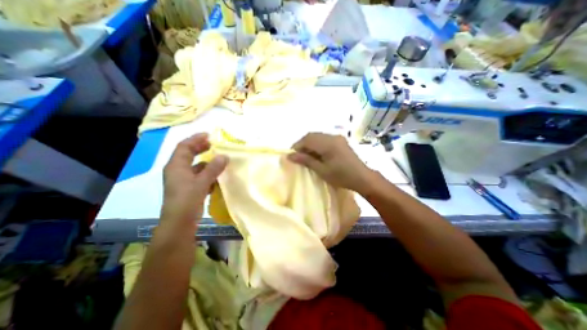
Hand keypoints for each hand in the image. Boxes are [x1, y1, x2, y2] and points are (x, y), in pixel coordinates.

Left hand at [160, 133, 227, 227]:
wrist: (179, 223)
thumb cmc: (187, 200)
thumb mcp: (201, 182)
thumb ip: (213, 168)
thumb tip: (224, 156)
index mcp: (176, 166)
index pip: (184, 146)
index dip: (196, 139)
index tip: (209, 135)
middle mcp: (177, 170)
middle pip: (188, 154)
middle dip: (201, 148)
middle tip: (214, 145)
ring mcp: (183, 180)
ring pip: (195, 166)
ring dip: (207, 162)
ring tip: (220, 160)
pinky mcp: (189, 188)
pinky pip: (199, 176)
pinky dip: (208, 174)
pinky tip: (217, 177)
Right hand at [288, 131, 375, 192]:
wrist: (362, 177)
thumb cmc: (341, 176)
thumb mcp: (322, 170)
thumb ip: (306, 160)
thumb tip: (290, 156)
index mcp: (328, 143)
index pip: (307, 139)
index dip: (297, 146)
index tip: (291, 155)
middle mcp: (332, 136)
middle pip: (312, 135)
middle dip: (302, 144)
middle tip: (298, 156)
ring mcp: (337, 137)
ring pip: (318, 136)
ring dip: (309, 144)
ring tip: (306, 156)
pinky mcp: (340, 140)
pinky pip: (324, 138)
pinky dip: (317, 144)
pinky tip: (316, 153)